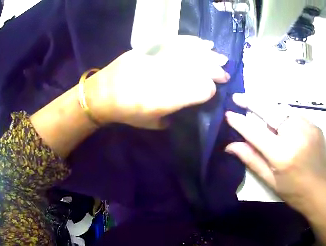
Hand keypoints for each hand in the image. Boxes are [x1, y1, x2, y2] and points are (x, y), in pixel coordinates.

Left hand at [85, 36, 229, 128]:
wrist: (101, 94)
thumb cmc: (125, 113)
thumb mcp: (151, 124)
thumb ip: (173, 116)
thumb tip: (189, 105)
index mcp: (165, 100)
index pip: (199, 90)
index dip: (210, 90)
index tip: (213, 91)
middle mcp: (163, 78)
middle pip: (198, 69)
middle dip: (215, 71)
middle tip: (225, 73)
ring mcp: (156, 60)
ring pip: (189, 54)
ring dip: (208, 55)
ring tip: (221, 57)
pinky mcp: (149, 49)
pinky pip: (175, 42)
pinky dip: (191, 42)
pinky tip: (203, 43)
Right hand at [225, 93, 325, 245]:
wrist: (323, 192)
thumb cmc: (295, 192)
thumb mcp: (271, 181)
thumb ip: (252, 160)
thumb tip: (230, 146)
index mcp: (283, 154)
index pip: (255, 132)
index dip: (240, 122)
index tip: (228, 114)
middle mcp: (296, 136)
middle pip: (270, 111)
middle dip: (252, 101)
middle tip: (238, 97)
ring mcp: (308, 128)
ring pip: (283, 110)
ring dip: (268, 107)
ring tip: (255, 106)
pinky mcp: (315, 126)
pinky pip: (294, 115)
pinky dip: (282, 115)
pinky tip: (278, 120)